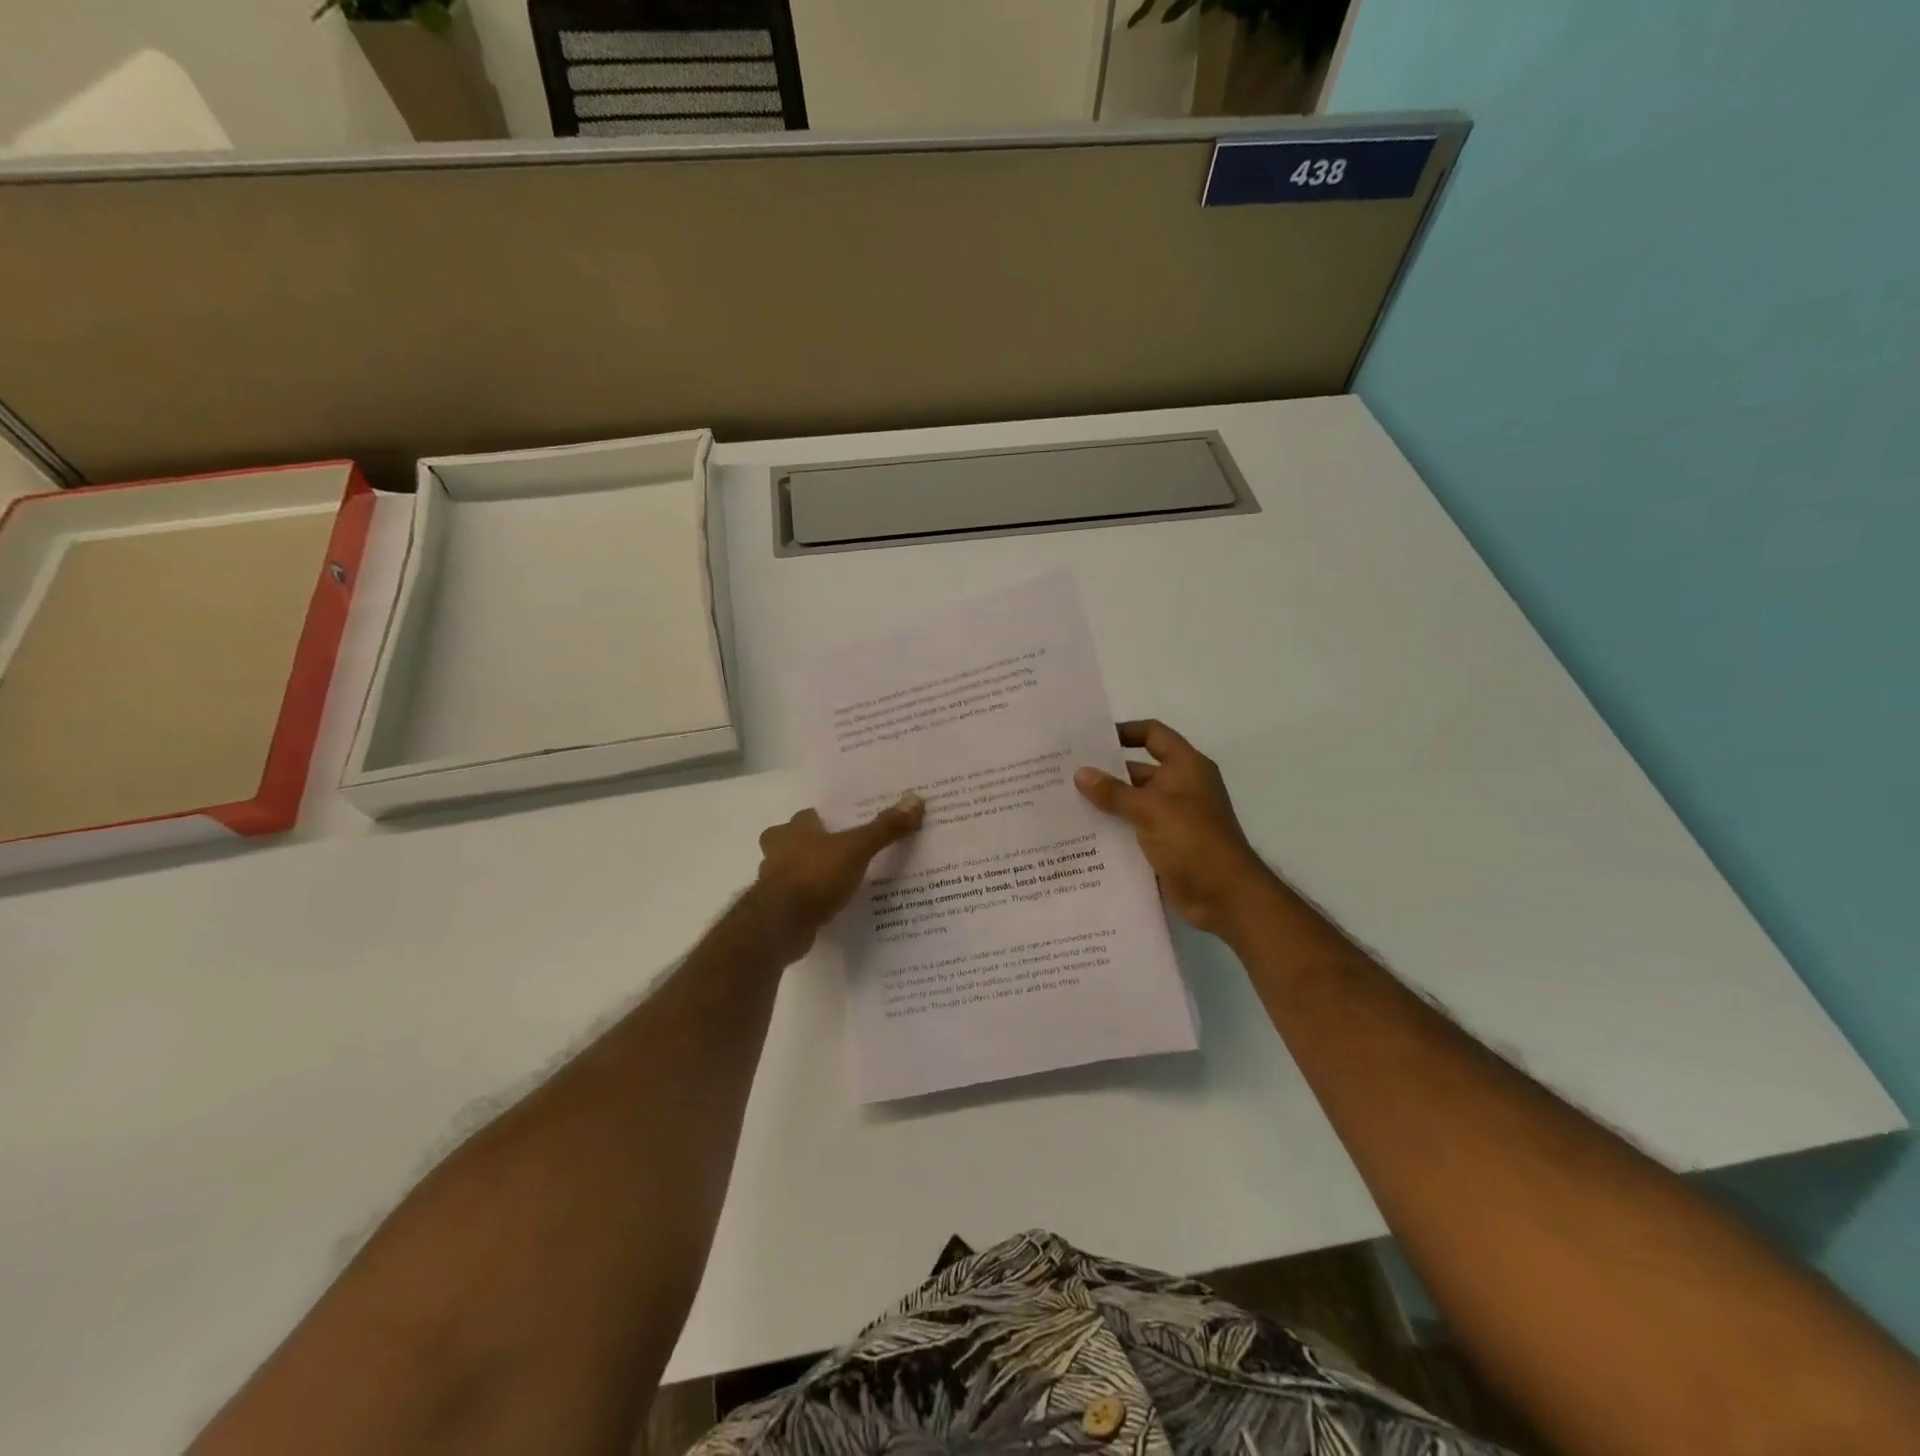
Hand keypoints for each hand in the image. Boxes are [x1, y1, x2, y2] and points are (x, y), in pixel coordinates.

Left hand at [752, 795, 924, 958]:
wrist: (780, 925)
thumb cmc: (814, 876)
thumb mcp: (856, 849)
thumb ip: (884, 828)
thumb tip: (915, 799)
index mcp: (793, 830)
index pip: (809, 816)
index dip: (827, 819)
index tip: (848, 825)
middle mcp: (778, 851)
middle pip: (796, 842)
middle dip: (815, 846)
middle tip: (846, 852)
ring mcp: (774, 882)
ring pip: (795, 870)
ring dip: (813, 874)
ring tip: (844, 881)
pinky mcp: (778, 909)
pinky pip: (799, 898)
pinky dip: (812, 899)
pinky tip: (833, 906)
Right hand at [1074, 720, 1274, 935]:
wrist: (1226, 897)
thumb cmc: (1193, 841)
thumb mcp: (1150, 810)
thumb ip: (1113, 792)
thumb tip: (1080, 773)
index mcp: (1185, 767)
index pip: (1153, 734)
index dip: (1125, 731)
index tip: (1090, 739)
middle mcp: (1180, 787)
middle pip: (1138, 770)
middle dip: (1105, 772)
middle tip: (1064, 773)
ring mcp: (1173, 818)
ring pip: (1132, 803)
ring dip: (1105, 804)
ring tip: (1064, 803)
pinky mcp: (1166, 845)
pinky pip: (1134, 830)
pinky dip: (1113, 830)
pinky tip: (1082, 835)